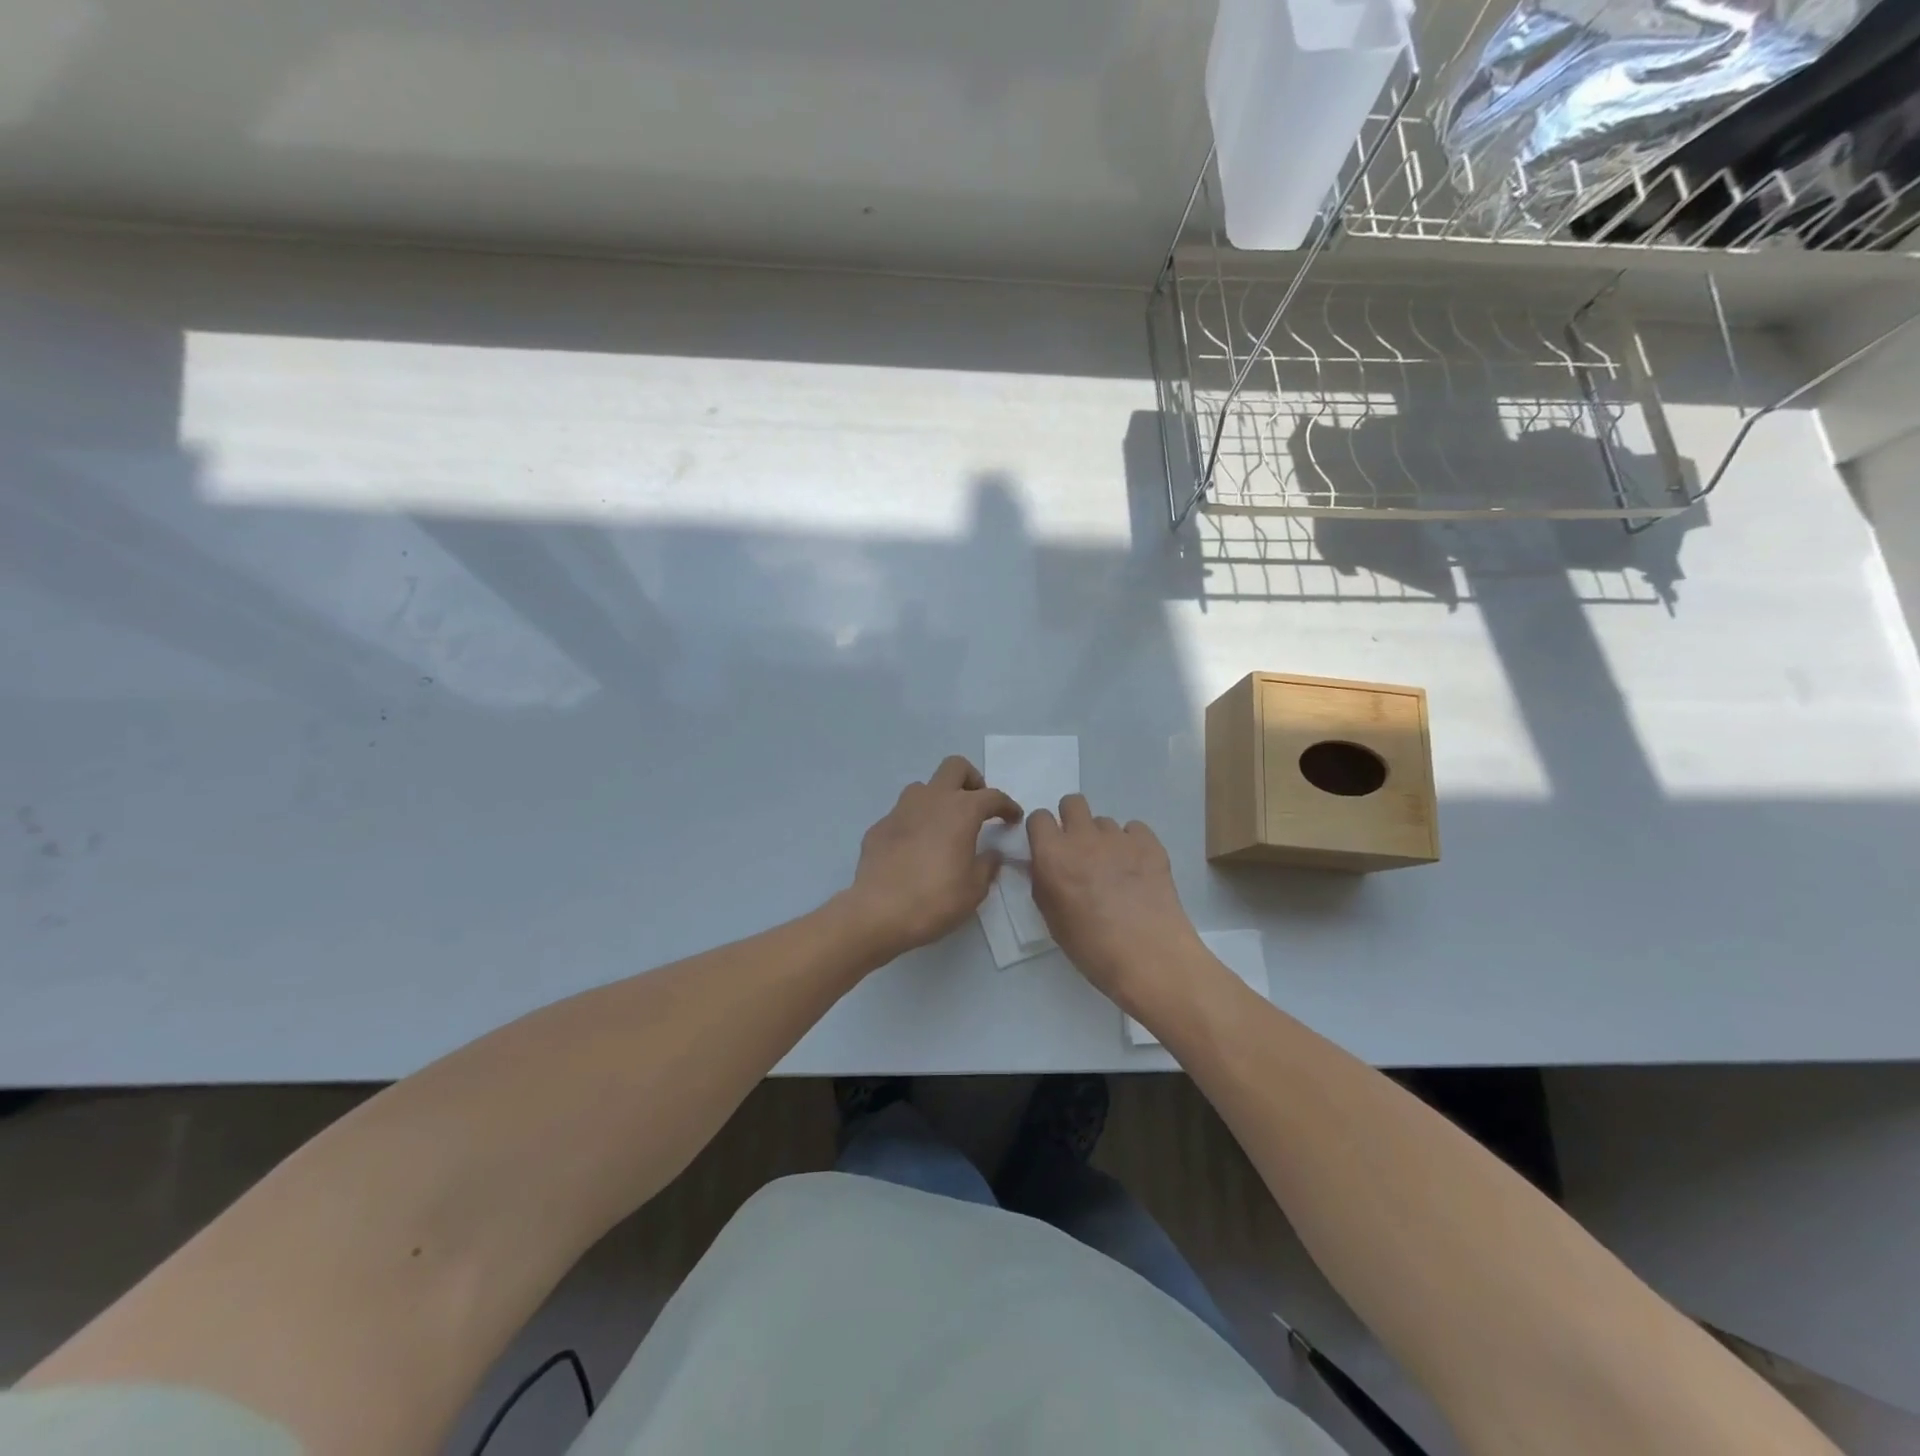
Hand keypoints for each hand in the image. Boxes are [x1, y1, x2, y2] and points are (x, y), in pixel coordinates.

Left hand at [845, 756, 1021, 960]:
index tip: (1013, 818)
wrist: (878, 912)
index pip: (992, 796)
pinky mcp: (879, 826)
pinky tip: (915, 849)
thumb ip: (987, 865)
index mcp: (961, 810)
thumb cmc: (935, 899)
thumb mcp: (974, 889)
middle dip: (971, 780)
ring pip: (924, 787)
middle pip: (955, 767)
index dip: (1007, 805)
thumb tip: (991, 853)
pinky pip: (902, 814)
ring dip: (939, 799)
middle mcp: (931, 799)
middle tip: (977, 806)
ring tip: (944, 826)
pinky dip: (915, 823)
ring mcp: (900, 810)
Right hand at [1028, 796, 1203, 1014]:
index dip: (1043, 831)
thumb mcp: (1052, 918)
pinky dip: (1132, 844)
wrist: (1149, 957)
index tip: (1048, 848)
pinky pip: (1135, 830)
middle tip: (1079, 849)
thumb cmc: (1091, 947)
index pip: (1039, 818)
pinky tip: (1137, 870)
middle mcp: (1083, 837)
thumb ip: (1044, 882)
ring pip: (1104, 822)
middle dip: (1071, 820)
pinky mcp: (1150, 844)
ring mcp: (1119, 838)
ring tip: (1114, 870)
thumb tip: (1045, 865)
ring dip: (1103, 839)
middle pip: (1072, 803)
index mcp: (1052, 855)